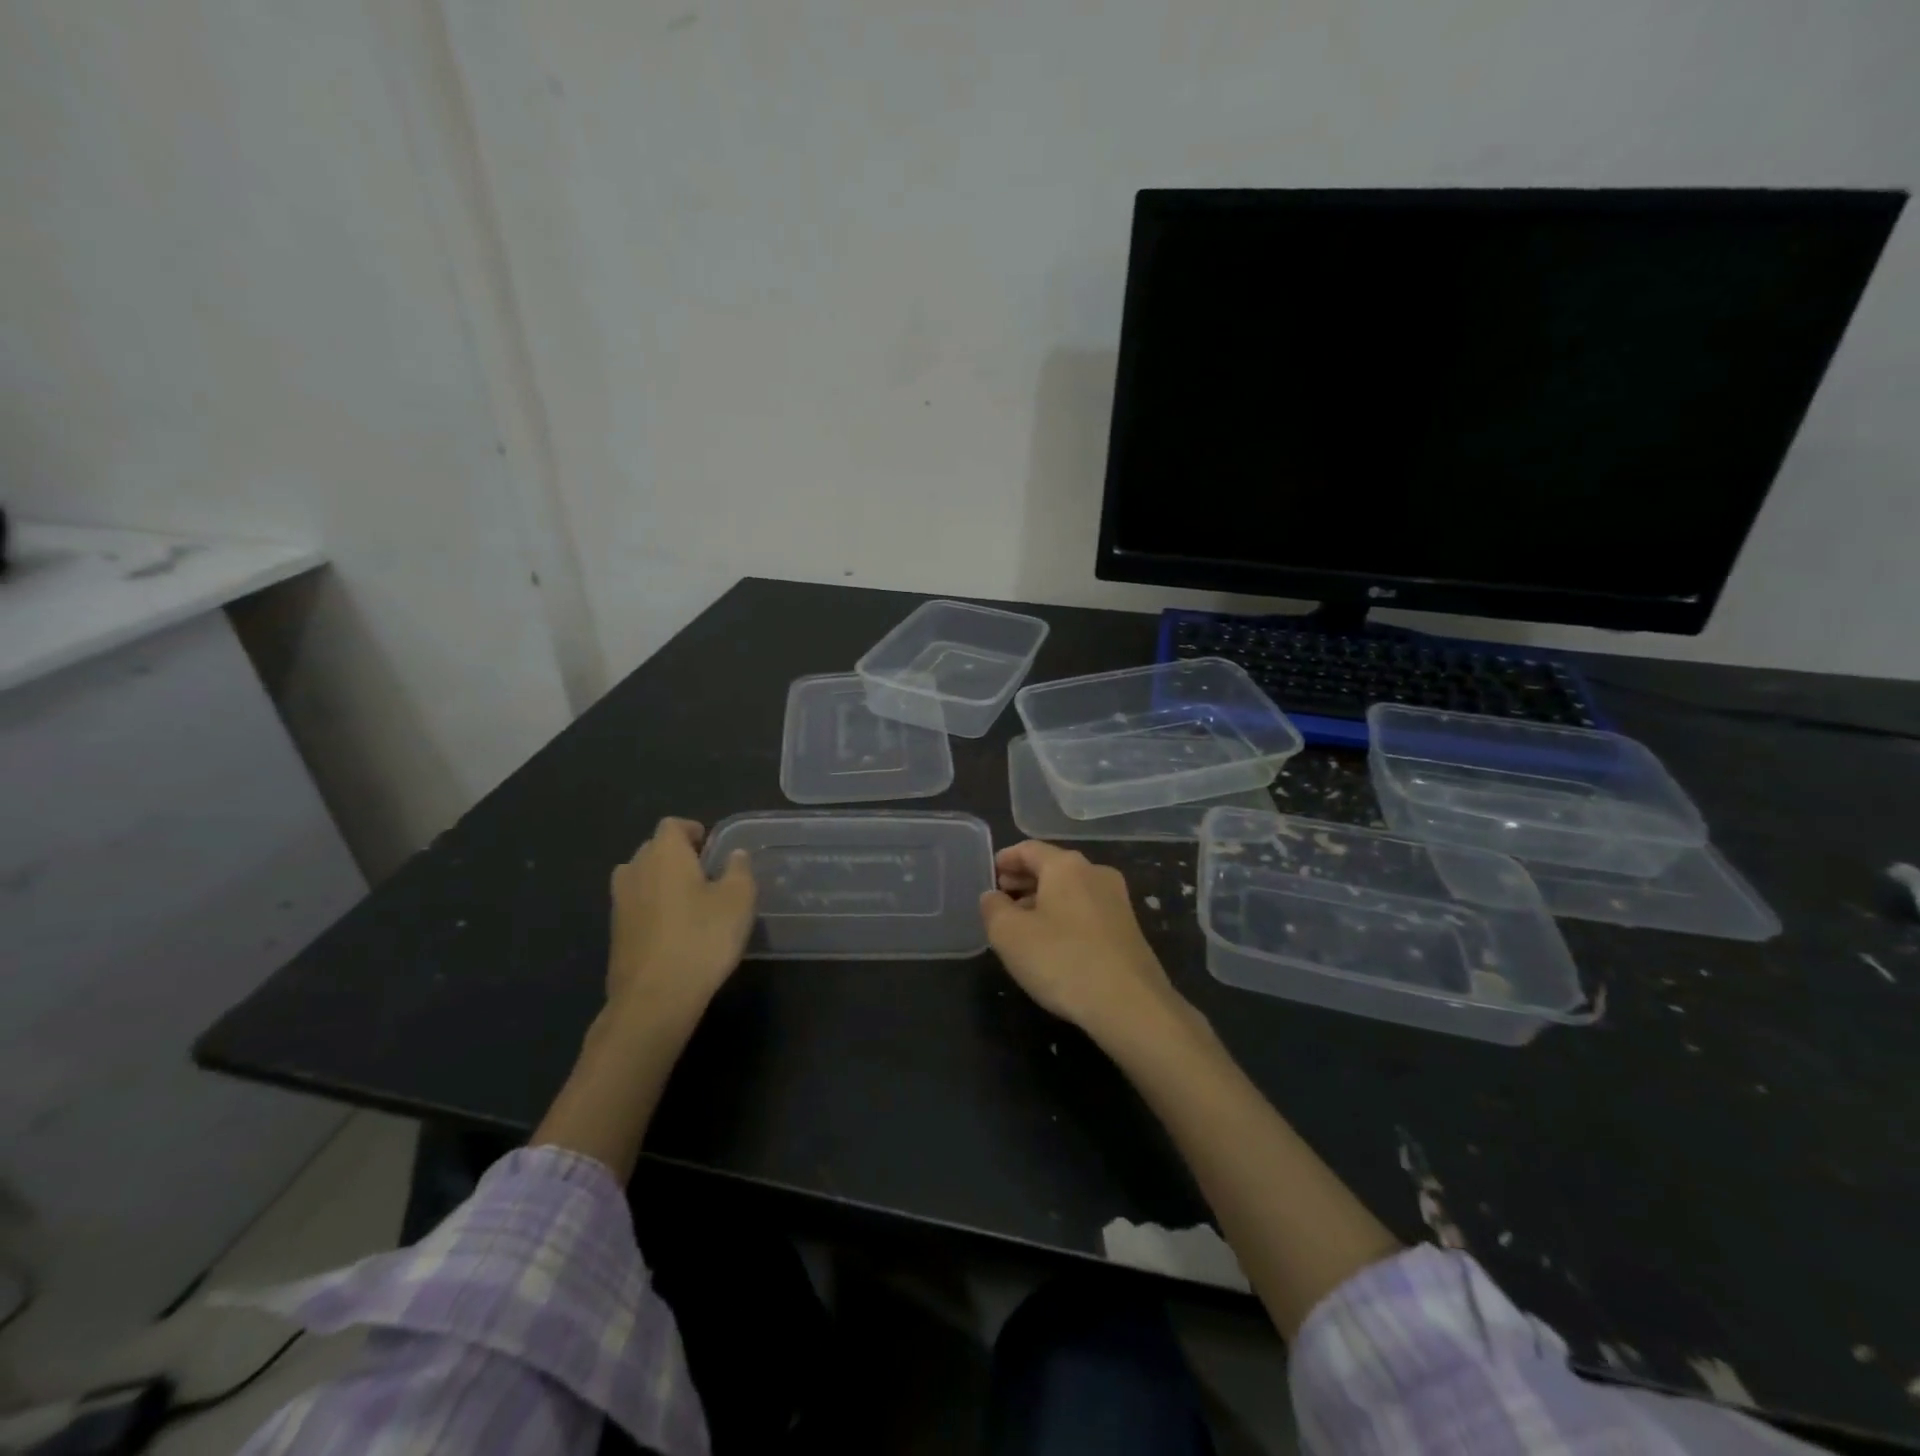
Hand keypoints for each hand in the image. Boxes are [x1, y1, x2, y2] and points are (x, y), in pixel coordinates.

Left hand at [607, 818, 756, 1017]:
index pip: (672, 825)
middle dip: (677, 855)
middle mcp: (635, 870)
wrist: (654, 998)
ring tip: (689, 901)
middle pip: (653, 849)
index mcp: (664, 854)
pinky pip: (635, 907)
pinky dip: (652, 909)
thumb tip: (734, 855)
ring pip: (640, 878)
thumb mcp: (738, 900)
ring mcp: (619, 903)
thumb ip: (739, 870)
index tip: (711, 847)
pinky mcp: (614, 934)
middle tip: (706, 874)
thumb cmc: (702, 938)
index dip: (692, 831)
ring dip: (661, 882)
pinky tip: (674, 931)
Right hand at [980, 840, 1191, 1044]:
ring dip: (1044, 900)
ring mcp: (1117, 900)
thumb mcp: (1010, 935)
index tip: (990, 873)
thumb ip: (994, 908)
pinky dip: (1065, 916)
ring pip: (1071, 890)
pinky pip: (1087, 911)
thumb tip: (993, 896)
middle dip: (1024, 880)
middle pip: (1052, 867)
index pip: (1029, 849)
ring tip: (1023, 924)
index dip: (1006, 859)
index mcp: (1066, 866)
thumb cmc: (1062, 960)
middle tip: (1002, 899)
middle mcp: (1095, 873)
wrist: (1130, 1005)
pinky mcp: (1129, 928)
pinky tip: (1054, 942)